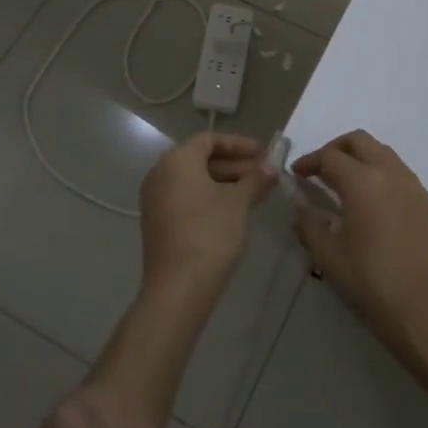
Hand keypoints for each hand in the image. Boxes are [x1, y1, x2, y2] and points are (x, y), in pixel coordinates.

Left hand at [138, 132, 276, 301]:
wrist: (178, 287)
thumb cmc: (210, 234)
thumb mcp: (239, 203)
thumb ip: (256, 179)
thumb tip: (271, 165)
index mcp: (177, 160)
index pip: (209, 139)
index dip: (238, 144)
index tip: (263, 153)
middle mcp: (160, 173)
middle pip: (200, 159)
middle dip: (234, 164)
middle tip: (263, 174)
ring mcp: (155, 199)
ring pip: (193, 180)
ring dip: (224, 182)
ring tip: (254, 193)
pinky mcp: (157, 222)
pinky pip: (185, 198)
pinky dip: (208, 197)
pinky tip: (233, 211)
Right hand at [293, 131, 427, 371]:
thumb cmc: (373, 285)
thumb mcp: (329, 258)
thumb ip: (309, 226)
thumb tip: (301, 208)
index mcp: (363, 182)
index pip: (330, 157)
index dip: (309, 162)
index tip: (296, 174)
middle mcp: (390, 173)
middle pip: (359, 141)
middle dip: (335, 148)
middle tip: (319, 170)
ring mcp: (413, 187)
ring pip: (382, 153)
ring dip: (359, 158)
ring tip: (343, 184)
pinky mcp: (427, 203)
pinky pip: (398, 172)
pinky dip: (379, 173)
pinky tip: (370, 202)